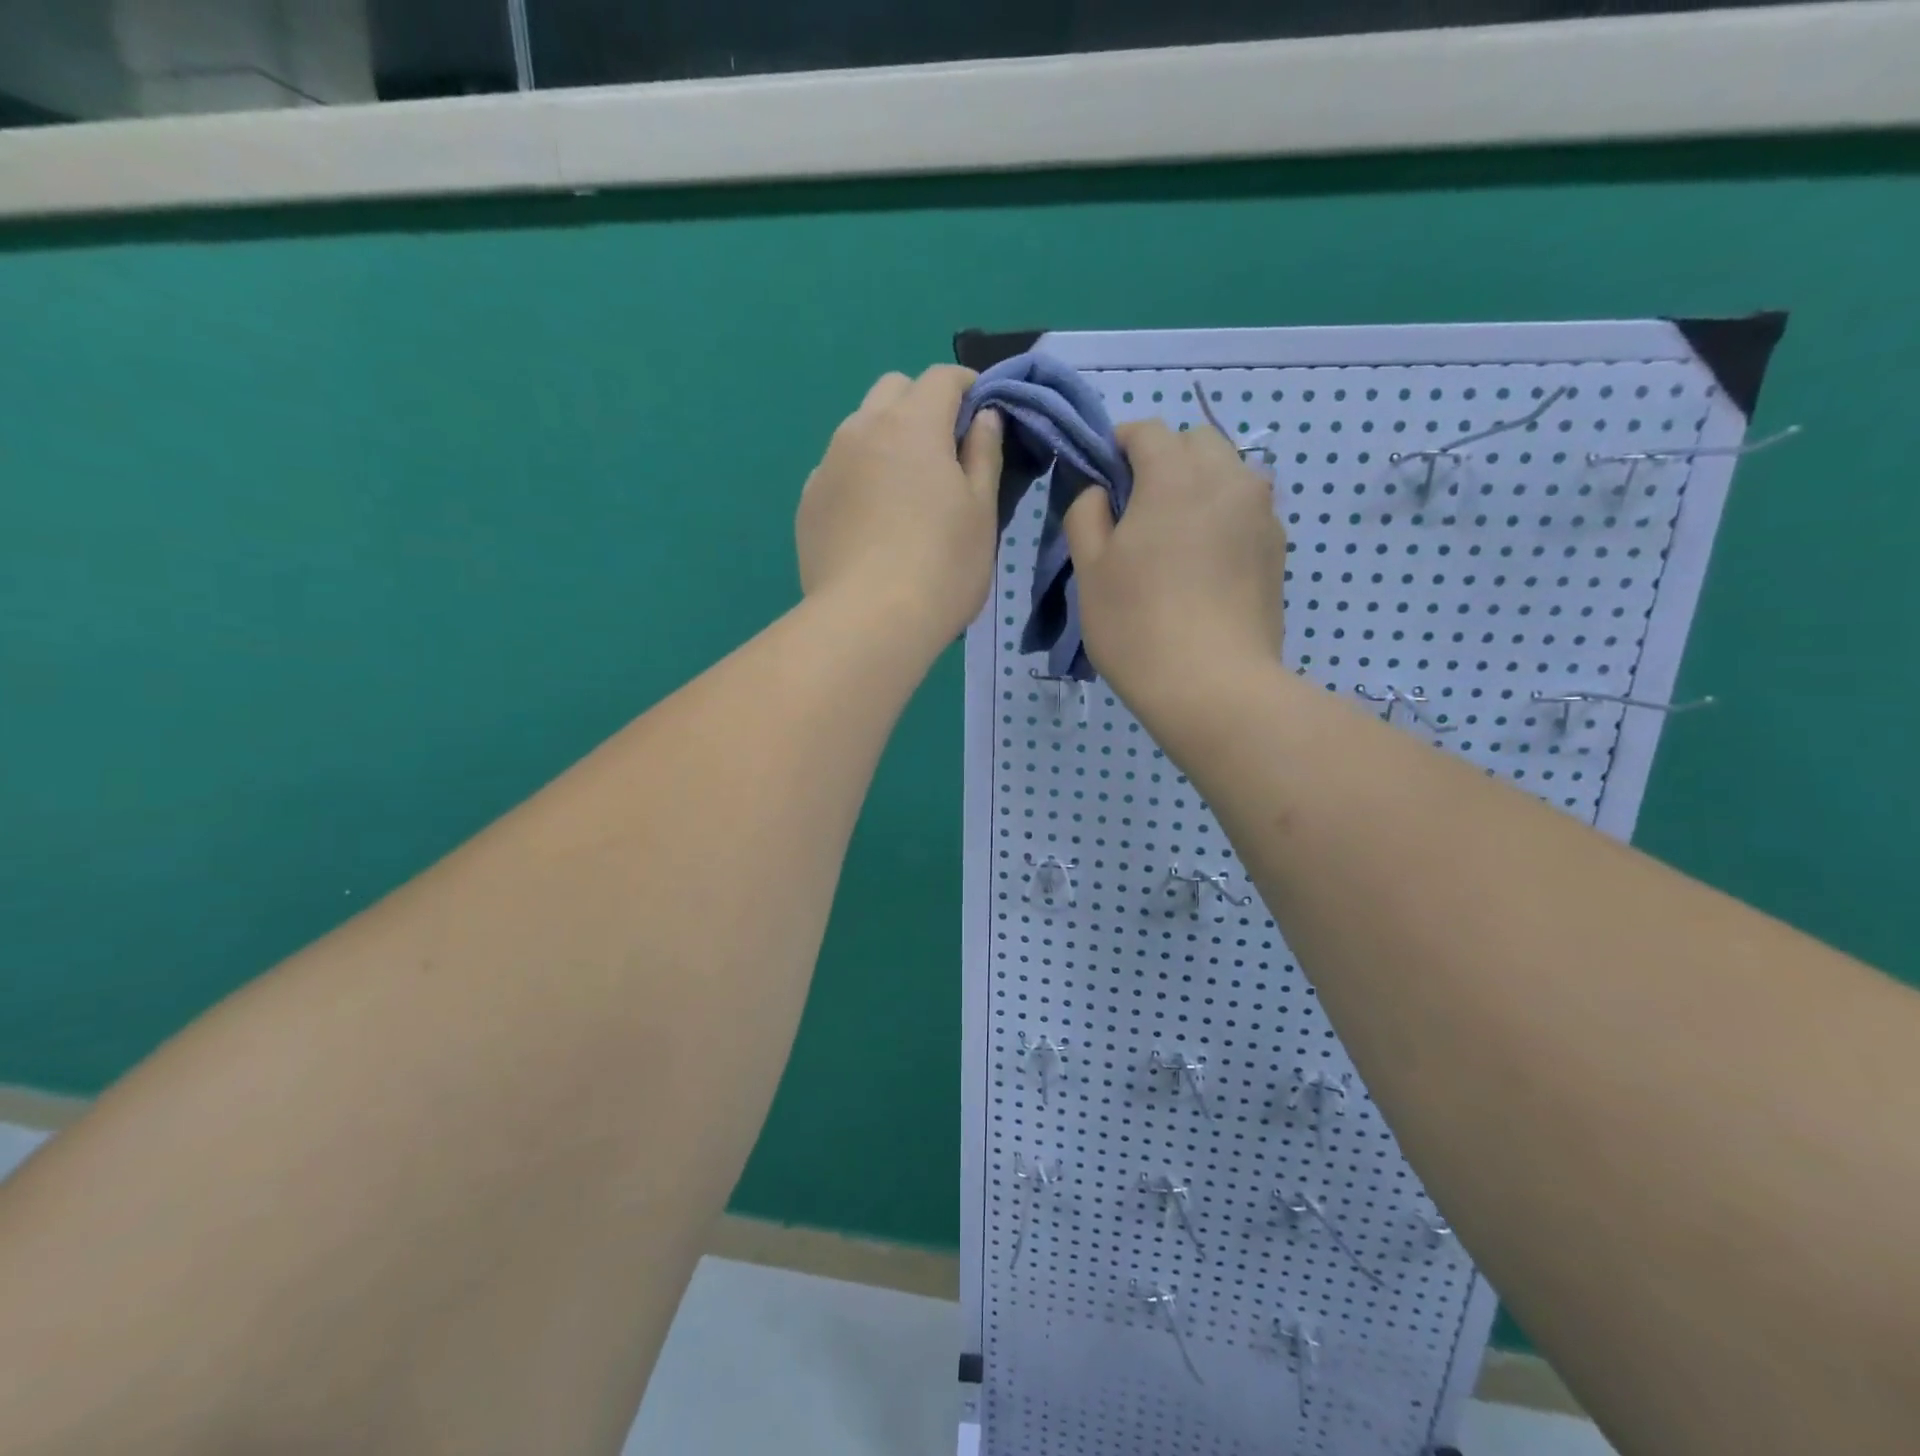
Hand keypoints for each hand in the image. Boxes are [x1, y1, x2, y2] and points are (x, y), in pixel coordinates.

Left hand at [796, 366, 1002, 650]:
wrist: (868, 622)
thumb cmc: (941, 566)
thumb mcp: (981, 512)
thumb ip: (983, 455)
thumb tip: (984, 417)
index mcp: (911, 424)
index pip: (942, 377)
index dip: (968, 387)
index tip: (983, 414)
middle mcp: (861, 430)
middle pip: (893, 390)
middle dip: (922, 405)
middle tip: (945, 452)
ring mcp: (827, 466)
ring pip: (859, 428)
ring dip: (886, 439)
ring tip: (905, 491)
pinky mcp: (808, 504)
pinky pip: (837, 470)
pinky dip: (859, 476)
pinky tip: (871, 522)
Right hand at [1063, 419, 1285, 718]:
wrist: (1214, 685)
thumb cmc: (1137, 624)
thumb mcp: (1089, 569)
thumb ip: (1085, 514)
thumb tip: (1099, 492)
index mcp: (1175, 475)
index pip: (1146, 431)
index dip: (1118, 445)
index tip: (1101, 477)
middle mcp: (1227, 478)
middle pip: (1195, 442)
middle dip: (1165, 459)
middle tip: (1138, 509)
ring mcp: (1261, 513)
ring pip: (1229, 473)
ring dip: (1199, 485)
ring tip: (1176, 535)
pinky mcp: (1278, 548)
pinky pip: (1246, 510)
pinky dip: (1223, 517)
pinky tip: (1205, 564)